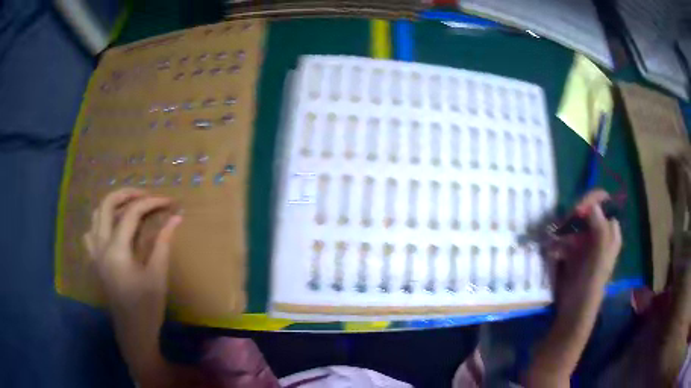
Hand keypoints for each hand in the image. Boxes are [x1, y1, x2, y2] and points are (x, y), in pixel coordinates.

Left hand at [83, 188, 181, 375]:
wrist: (133, 331)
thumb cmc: (147, 307)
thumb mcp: (158, 276)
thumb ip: (163, 243)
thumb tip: (175, 217)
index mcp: (116, 250)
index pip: (131, 214)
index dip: (151, 203)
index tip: (169, 202)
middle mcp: (101, 245)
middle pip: (107, 204)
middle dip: (127, 194)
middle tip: (146, 195)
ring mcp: (94, 253)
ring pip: (96, 215)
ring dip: (112, 205)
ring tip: (130, 208)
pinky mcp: (94, 261)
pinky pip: (91, 233)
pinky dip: (101, 223)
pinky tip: (112, 229)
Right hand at [546, 189, 621, 310]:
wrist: (575, 307)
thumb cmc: (591, 280)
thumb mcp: (599, 252)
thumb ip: (599, 226)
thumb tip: (591, 204)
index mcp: (610, 232)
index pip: (603, 204)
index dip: (592, 201)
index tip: (577, 209)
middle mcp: (599, 234)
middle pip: (587, 212)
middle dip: (574, 216)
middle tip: (564, 223)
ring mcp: (585, 243)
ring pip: (574, 225)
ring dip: (563, 229)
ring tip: (554, 239)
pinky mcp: (573, 253)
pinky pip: (565, 238)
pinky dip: (558, 241)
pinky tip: (553, 249)